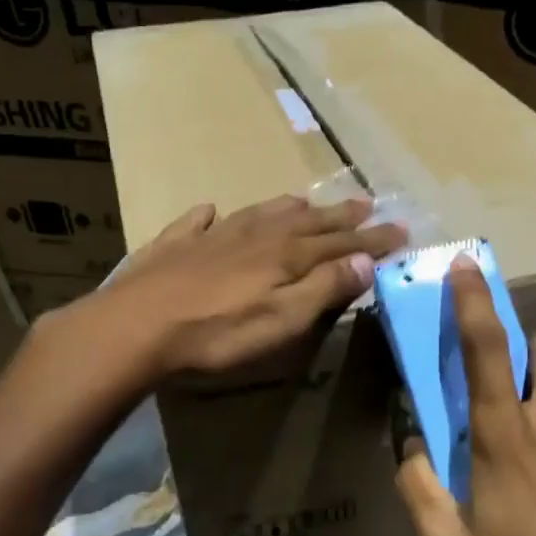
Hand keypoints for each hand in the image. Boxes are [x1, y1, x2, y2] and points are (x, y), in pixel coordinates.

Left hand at [82, 194, 405, 379]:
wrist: (135, 328)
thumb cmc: (218, 334)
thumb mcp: (283, 320)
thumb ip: (324, 288)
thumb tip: (365, 260)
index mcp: (285, 256)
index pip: (340, 243)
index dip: (372, 239)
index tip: (401, 230)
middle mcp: (253, 237)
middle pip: (305, 222)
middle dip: (339, 215)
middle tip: (366, 202)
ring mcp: (210, 238)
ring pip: (259, 214)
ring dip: (286, 208)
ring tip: (304, 202)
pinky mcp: (172, 247)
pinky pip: (196, 223)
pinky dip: (209, 216)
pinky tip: (210, 211)